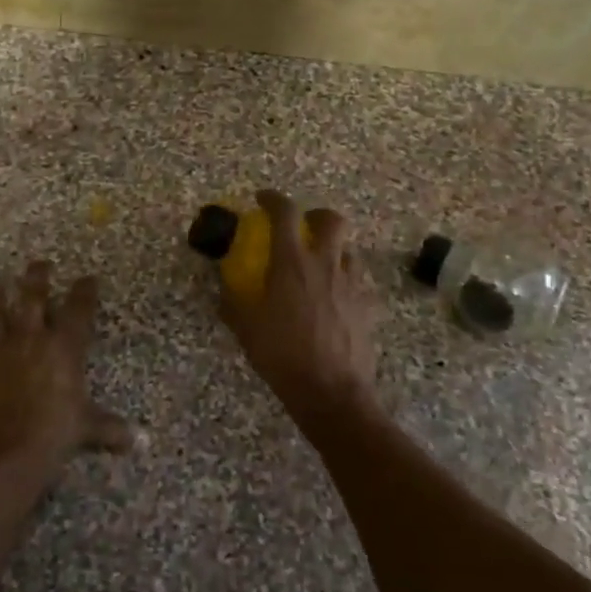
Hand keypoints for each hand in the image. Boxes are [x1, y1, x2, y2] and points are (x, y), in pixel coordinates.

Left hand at [0, 261, 131, 481]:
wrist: (10, 448)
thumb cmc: (56, 431)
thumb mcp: (88, 428)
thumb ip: (110, 429)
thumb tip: (139, 441)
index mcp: (64, 346)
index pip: (79, 309)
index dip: (84, 292)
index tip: (88, 277)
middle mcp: (31, 339)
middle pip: (33, 298)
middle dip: (36, 278)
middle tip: (39, 263)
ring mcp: (0, 353)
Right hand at [219, 190, 378, 425]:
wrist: (330, 392)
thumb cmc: (282, 355)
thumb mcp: (246, 328)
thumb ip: (233, 302)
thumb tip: (223, 288)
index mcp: (292, 263)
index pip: (285, 214)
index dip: (273, 199)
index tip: (262, 199)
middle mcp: (325, 265)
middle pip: (332, 220)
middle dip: (317, 215)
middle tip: (303, 225)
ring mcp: (351, 285)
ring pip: (349, 251)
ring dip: (334, 250)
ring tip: (320, 265)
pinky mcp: (367, 307)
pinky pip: (359, 283)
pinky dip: (346, 282)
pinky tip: (336, 299)